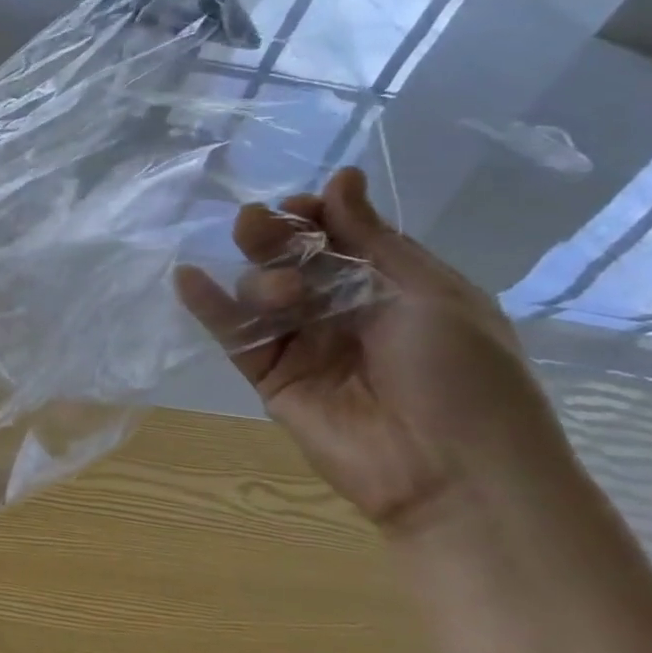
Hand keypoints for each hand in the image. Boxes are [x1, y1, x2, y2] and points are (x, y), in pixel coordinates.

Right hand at [174, 166, 581, 535]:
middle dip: (274, 236)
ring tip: (280, 294)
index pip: (338, 237)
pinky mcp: (270, 375)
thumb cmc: (464, 375)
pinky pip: (235, 334)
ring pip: (261, 292)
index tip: (299, 205)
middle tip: (258, 223)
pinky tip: (187, 278)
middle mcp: (341, 309)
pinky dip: (209, 306)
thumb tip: (340, 178)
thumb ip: (371, 239)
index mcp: (391, 286)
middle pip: (292, 259)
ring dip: (259, 277)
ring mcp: (303, 343)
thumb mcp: (429, 294)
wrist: (454, 473)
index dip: (315, 216)